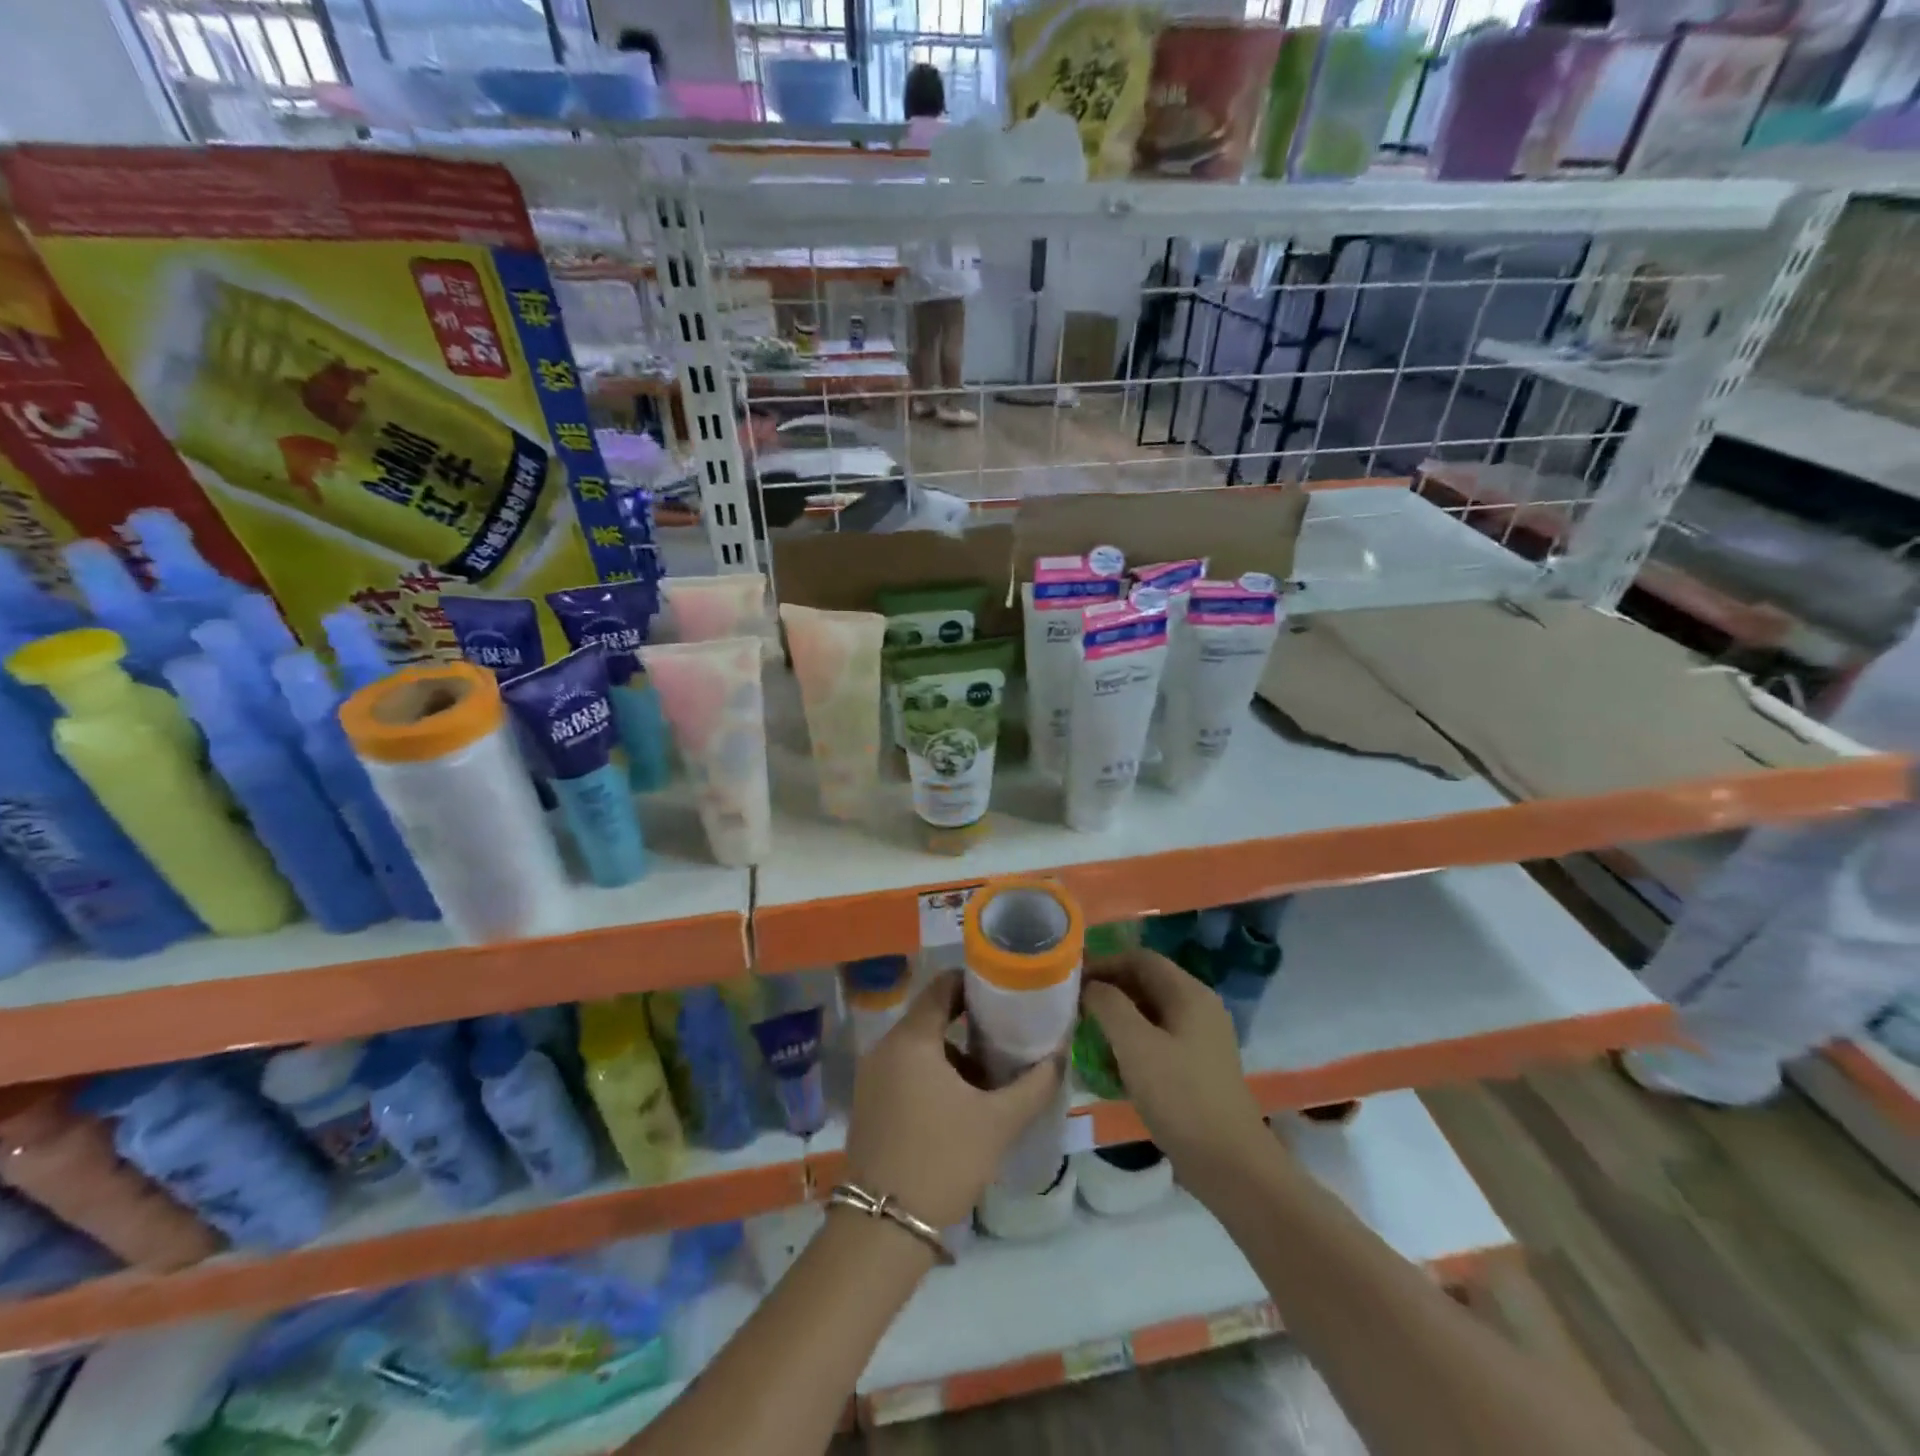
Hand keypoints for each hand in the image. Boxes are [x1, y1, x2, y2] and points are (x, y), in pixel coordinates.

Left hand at [844, 971, 1062, 1228]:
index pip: (942, 986)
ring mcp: (872, 1075)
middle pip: (931, 1016)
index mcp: (912, 1039)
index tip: (1004, 994)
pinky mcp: (869, 1102)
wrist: (884, 1226)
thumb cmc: (943, 1160)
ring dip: (953, 1055)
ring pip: (920, 1047)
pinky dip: (933, 1075)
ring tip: (989, 1079)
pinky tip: (960, 1106)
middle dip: (969, 1024)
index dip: (974, 984)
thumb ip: (1033, 1085)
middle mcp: (885, 1047)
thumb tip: (1058, 1057)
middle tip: (1006, 1037)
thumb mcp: (998, 1122)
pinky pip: (905, 1070)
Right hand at [1082, 950, 1271, 1200]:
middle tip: (1072, 1007)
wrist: (1230, 1164)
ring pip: (1149, 1014)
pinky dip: (1131, 1044)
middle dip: (1108, 991)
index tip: (1071, 980)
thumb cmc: (1180, 1096)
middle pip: (1145, 984)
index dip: (1104, 963)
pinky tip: (1109, 1065)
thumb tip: (1089, 986)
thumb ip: (1108, 1005)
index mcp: (1189, 994)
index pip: (1140, 958)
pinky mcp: (1195, 1068)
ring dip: (1116, 1019)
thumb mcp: (1136, 1045)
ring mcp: (1199, 1040)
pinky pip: (1156, 1041)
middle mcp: (1198, 1008)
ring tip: (1084, 1034)